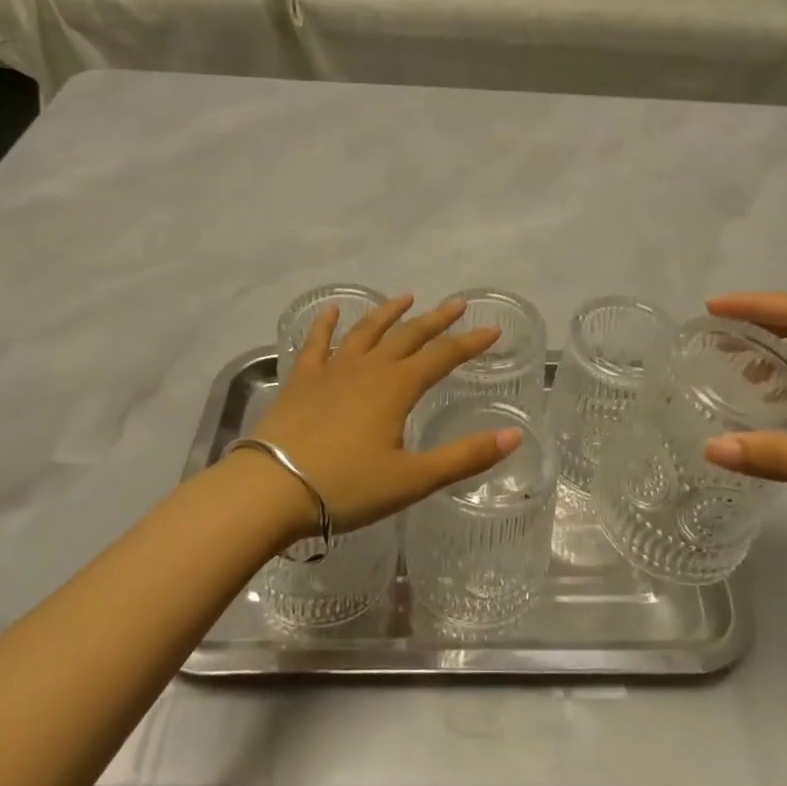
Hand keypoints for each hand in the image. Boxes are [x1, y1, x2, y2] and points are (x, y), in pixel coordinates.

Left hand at [245, 295, 521, 535]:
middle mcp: (369, 368)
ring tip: (405, 298)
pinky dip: (326, 325)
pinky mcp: (302, 380)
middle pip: (409, 335)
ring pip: (366, 332)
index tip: (492, 329)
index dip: (470, 342)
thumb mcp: (413, 479)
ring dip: (388, 313)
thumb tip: (514, 437)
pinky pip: (317, 343)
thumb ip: (465, 457)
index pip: (443, 356)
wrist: (272, 488)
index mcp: (398, 387)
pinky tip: (332, 311)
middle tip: (457, 304)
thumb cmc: (347, 487)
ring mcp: (332, 370)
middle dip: (436, 319)